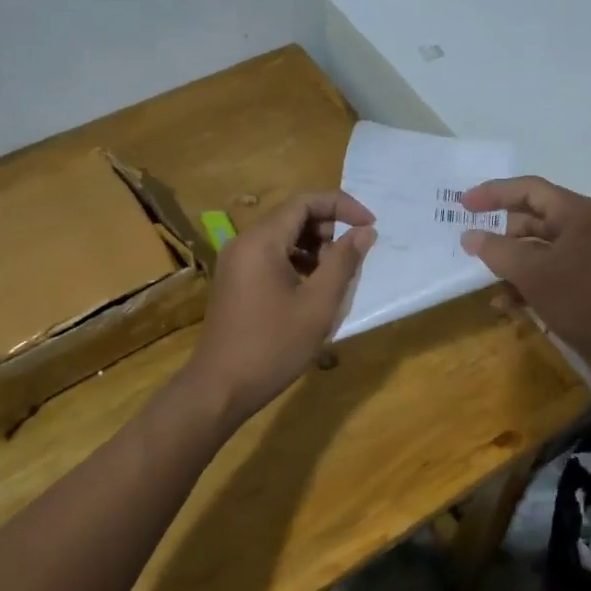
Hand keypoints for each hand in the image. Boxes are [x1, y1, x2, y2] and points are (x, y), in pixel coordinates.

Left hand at [186, 191, 375, 421]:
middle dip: (329, 227)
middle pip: (292, 216)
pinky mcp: (236, 282)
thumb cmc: (273, 345)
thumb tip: (365, 231)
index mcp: (261, 241)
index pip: (305, 202)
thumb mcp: (319, 304)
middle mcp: (244, 243)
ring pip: (283, 238)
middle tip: (354, 254)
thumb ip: (344, 262)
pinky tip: (312, 290)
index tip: (370, 225)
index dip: (342, 206)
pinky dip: (297, 262)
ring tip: (336, 275)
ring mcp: (236, 263)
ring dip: (315, 247)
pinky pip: (271, 257)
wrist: (220, 388)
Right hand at [459, 176, 590, 395]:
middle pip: (536, 219)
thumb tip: (470, 236)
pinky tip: (508, 306)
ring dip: (513, 264)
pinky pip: (553, 276)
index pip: (530, 189)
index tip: (462, 205)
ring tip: (487, 282)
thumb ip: (497, 251)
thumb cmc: (586, 301)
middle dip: (503, 232)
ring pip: (542, 251)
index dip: (493, 193)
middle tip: (472, 245)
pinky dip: (529, 286)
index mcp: (578, 213)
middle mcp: (587, 230)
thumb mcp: (534, 274)